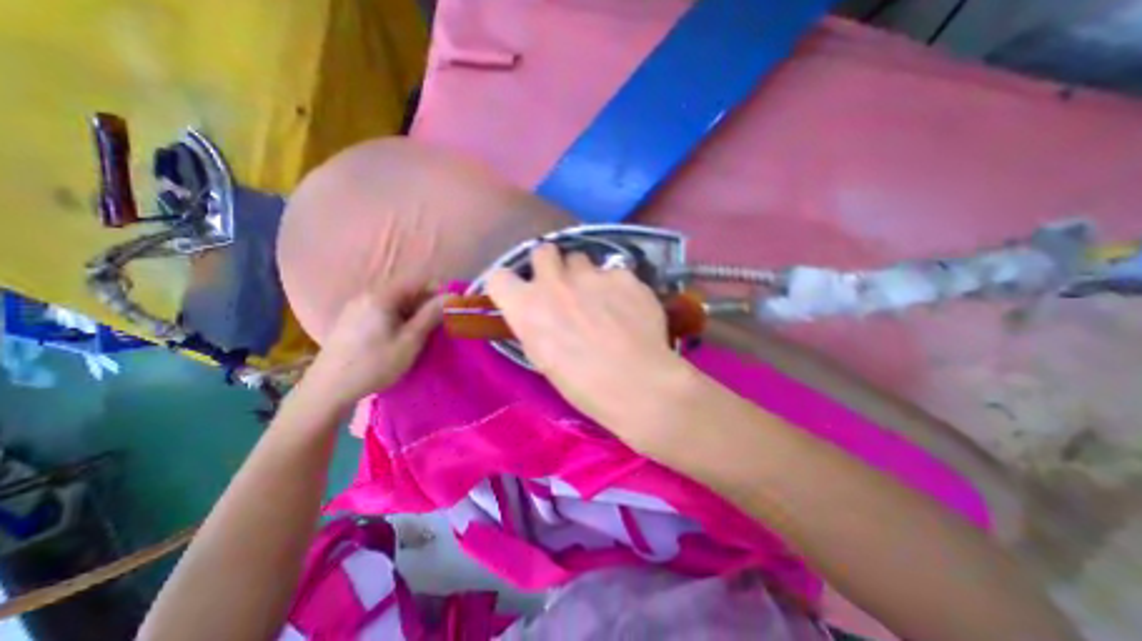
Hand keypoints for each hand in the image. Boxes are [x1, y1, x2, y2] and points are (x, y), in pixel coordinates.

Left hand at [303, 278, 446, 409]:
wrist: (328, 389)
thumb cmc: (374, 364)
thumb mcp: (410, 340)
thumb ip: (431, 315)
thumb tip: (451, 297)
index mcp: (381, 297)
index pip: (418, 281)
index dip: (439, 291)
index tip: (451, 308)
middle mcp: (367, 295)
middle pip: (406, 290)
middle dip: (426, 303)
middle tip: (439, 324)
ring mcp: (356, 307)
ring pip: (395, 301)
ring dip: (413, 312)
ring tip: (421, 333)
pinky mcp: (351, 319)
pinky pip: (382, 310)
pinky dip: (398, 317)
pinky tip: (399, 336)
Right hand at [480, 241, 686, 433]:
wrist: (636, 384)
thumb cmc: (583, 385)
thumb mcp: (543, 359)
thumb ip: (536, 325)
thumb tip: (540, 312)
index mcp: (527, 307)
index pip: (499, 278)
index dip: (509, 285)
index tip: (521, 294)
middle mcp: (554, 282)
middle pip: (542, 251)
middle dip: (550, 264)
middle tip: (563, 286)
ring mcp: (591, 275)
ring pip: (580, 259)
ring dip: (584, 275)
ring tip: (601, 299)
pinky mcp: (623, 275)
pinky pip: (614, 272)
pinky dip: (617, 286)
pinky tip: (629, 308)